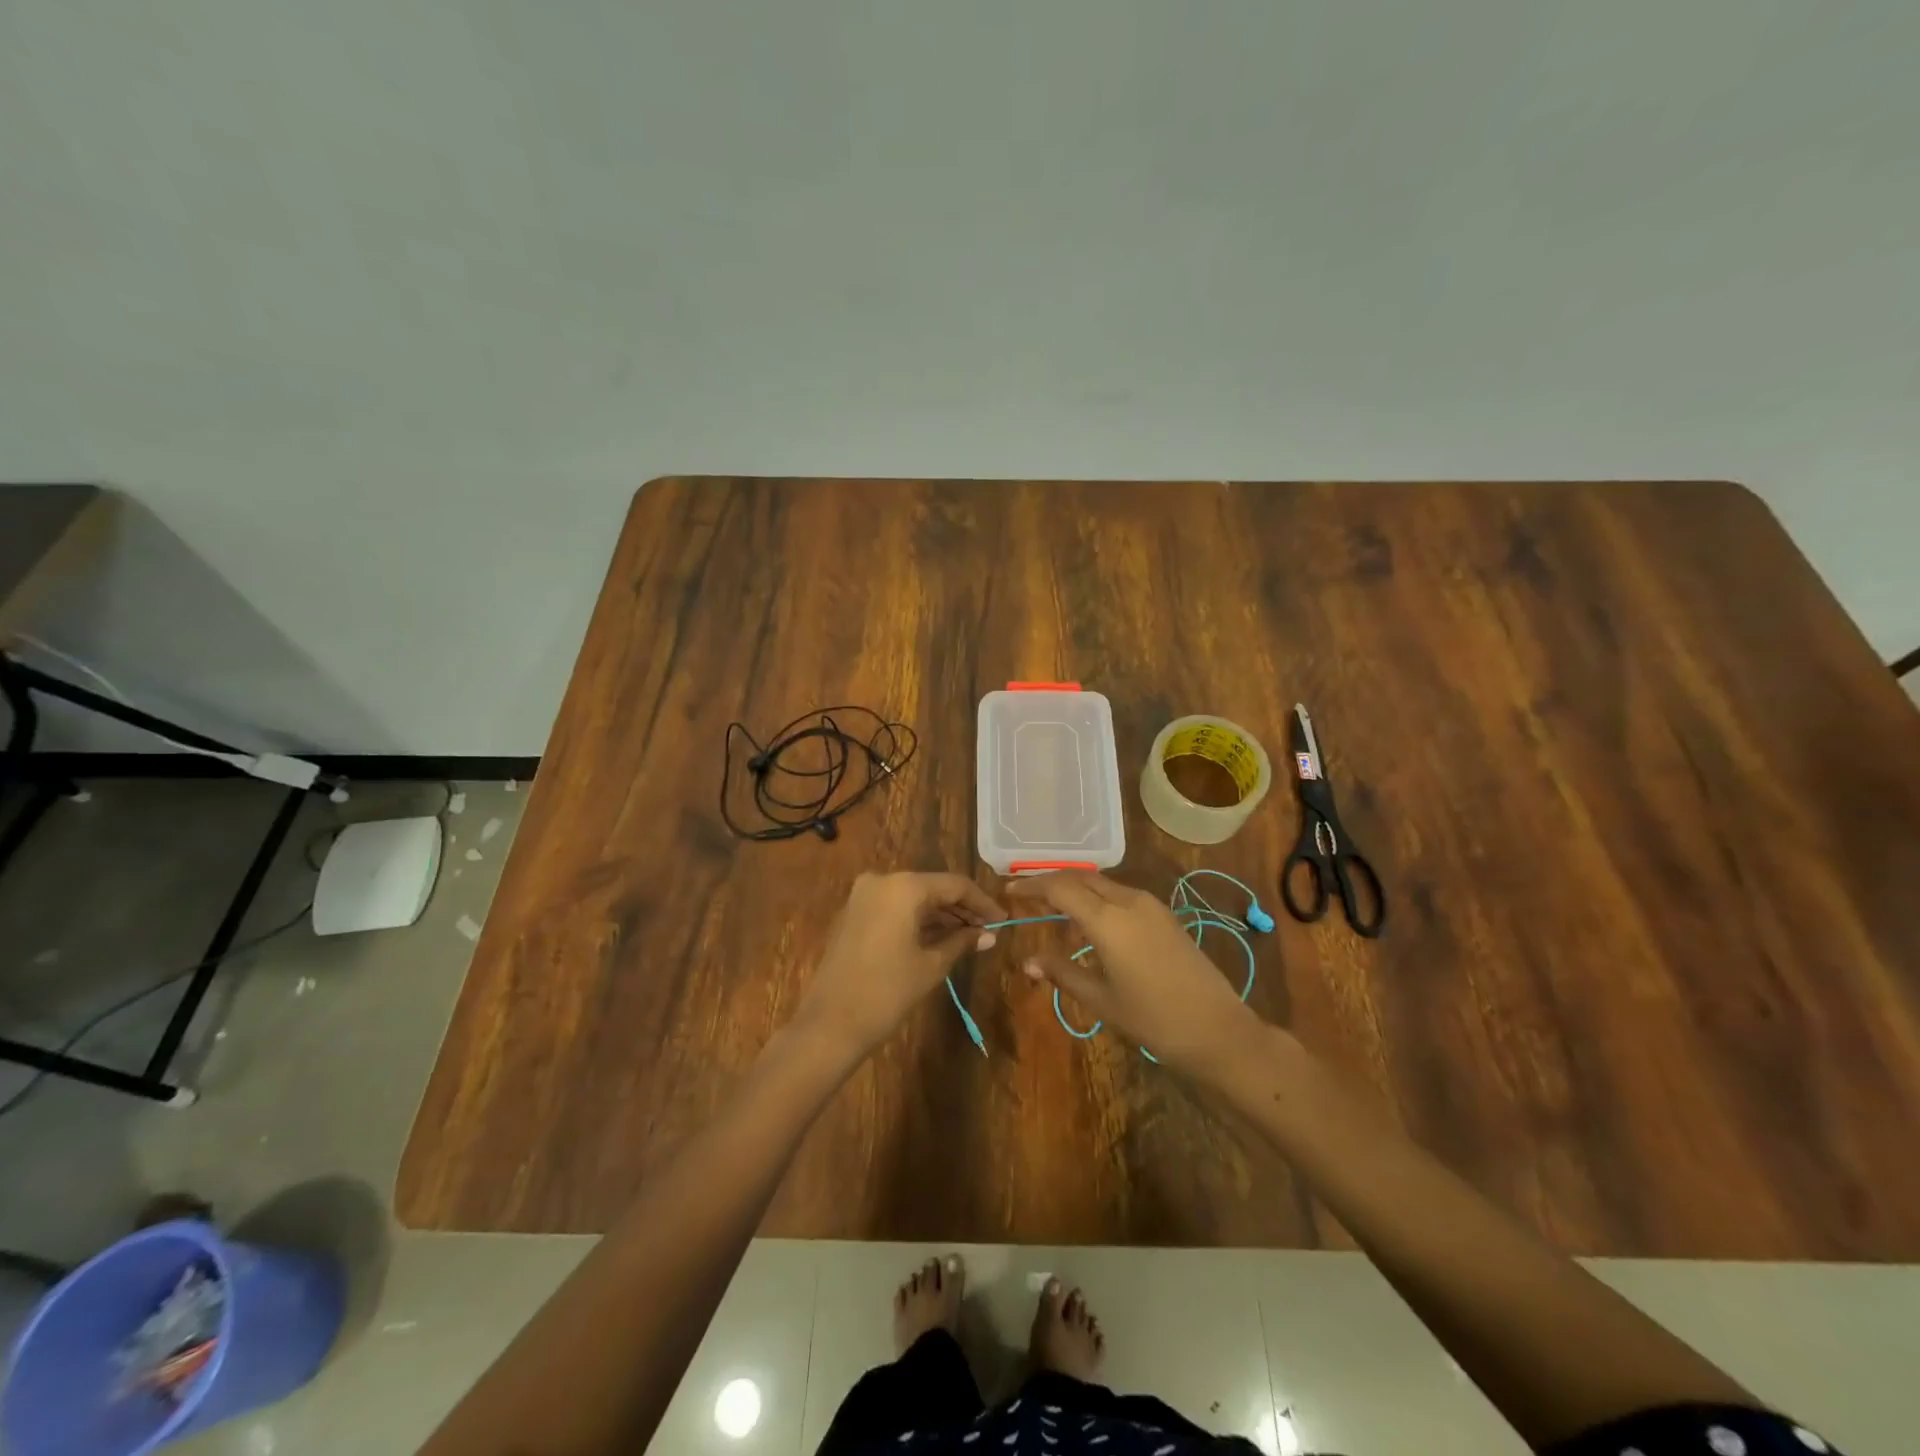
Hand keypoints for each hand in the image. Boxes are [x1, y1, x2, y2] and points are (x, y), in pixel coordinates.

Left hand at [797, 872, 1006, 1056]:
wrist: (829, 1024)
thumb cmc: (887, 992)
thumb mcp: (931, 965)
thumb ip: (962, 942)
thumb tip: (989, 935)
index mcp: (904, 886)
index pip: (954, 885)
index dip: (982, 902)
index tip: (1004, 921)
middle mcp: (882, 880)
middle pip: (933, 888)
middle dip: (961, 909)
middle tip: (988, 931)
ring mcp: (864, 896)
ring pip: (913, 898)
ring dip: (941, 915)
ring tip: (970, 937)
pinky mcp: (854, 913)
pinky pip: (895, 907)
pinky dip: (918, 920)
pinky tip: (940, 938)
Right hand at [1008, 871, 1257, 1070]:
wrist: (1217, 1029)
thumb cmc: (1153, 1019)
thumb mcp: (1101, 999)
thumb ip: (1063, 974)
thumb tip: (1028, 964)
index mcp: (1108, 919)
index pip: (1059, 888)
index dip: (1030, 887)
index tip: (1008, 892)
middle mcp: (1128, 901)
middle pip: (1080, 877)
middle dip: (1050, 882)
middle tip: (1025, 895)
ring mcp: (1150, 905)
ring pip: (1101, 883)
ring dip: (1074, 889)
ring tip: (1052, 910)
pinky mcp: (1164, 915)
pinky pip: (1120, 895)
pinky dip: (1096, 899)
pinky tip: (1089, 924)